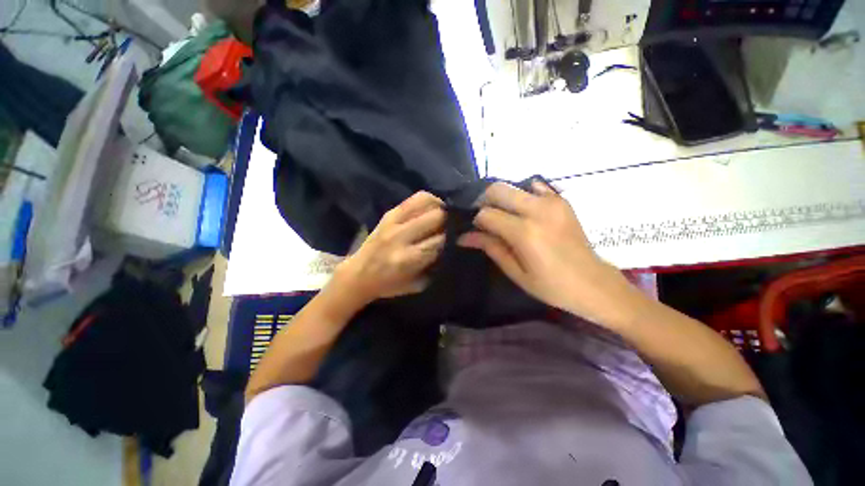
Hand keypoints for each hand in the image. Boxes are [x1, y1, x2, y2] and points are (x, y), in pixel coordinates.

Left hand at [332, 191, 445, 305]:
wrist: (356, 275)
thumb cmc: (388, 285)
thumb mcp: (416, 285)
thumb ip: (435, 266)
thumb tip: (452, 247)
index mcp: (407, 259)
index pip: (440, 241)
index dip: (453, 238)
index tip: (462, 238)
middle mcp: (400, 237)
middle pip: (436, 217)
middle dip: (450, 221)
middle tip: (455, 226)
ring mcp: (392, 222)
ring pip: (426, 202)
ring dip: (441, 207)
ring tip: (446, 215)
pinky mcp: (388, 214)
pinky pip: (414, 199)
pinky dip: (429, 200)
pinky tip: (433, 208)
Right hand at [458, 181, 633, 325]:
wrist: (595, 284)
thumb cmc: (552, 286)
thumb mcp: (516, 272)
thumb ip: (491, 248)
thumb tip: (464, 237)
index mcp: (525, 232)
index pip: (487, 214)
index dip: (477, 221)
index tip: (476, 231)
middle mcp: (538, 210)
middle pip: (497, 189)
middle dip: (484, 201)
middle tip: (483, 218)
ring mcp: (552, 202)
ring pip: (513, 185)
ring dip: (502, 198)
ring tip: (502, 216)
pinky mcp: (562, 201)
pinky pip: (535, 187)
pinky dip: (522, 195)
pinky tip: (523, 211)